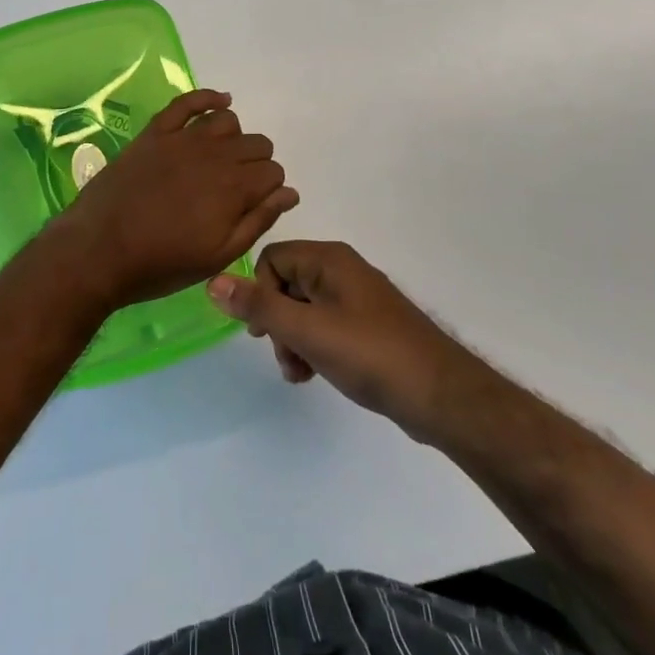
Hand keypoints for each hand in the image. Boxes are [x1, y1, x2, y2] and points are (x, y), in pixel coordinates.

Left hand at [42, 90, 298, 313]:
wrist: (98, 251)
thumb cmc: (161, 263)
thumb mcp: (218, 255)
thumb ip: (258, 221)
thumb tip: (289, 193)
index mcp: (234, 189)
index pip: (273, 172)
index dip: (268, 188)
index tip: (253, 204)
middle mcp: (215, 155)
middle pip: (256, 144)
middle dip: (256, 164)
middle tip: (236, 189)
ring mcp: (182, 139)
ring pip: (227, 121)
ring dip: (233, 138)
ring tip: (221, 159)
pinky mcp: (155, 132)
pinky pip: (188, 102)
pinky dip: (208, 97)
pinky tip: (220, 102)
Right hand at [206, 241, 475, 441]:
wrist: (440, 395)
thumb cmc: (370, 354)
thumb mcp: (306, 331)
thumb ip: (259, 306)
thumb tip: (213, 281)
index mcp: (329, 260)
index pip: (272, 259)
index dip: (259, 293)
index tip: (262, 331)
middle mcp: (342, 270)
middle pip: (286, 284)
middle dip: (277, 322)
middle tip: (284, 356)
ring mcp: (357, 299)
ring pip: (304, 309)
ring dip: (292, 340)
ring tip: (300, 373)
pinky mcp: (368, 326)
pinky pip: (325, 326)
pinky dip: (314, 348)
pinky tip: (316, 375)